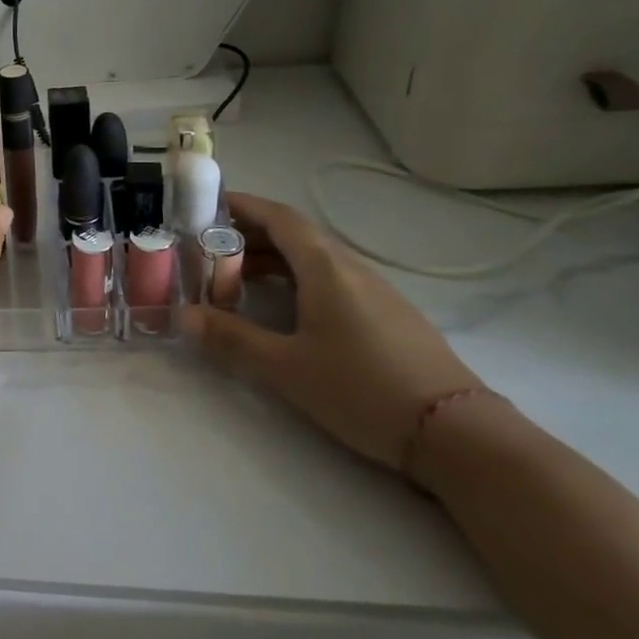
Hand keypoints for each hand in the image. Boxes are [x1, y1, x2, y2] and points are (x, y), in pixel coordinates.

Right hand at [183, 193, 482, 472]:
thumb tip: (181, 317)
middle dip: (248, 234)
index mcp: (326, 269)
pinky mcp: (387, 316)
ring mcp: (374, 292)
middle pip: (295, 235)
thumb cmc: (363, 389)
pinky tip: (282, 307)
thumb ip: (231, 338)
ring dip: (272, 259)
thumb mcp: (285, 367)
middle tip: (206, 248)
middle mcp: (351, 269)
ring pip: (313, 259)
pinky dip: (296, 279)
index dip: (243, 205)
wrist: (458, 434)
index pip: (279, 218)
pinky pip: (331, 279)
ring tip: (234, 278)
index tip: (206, 204)